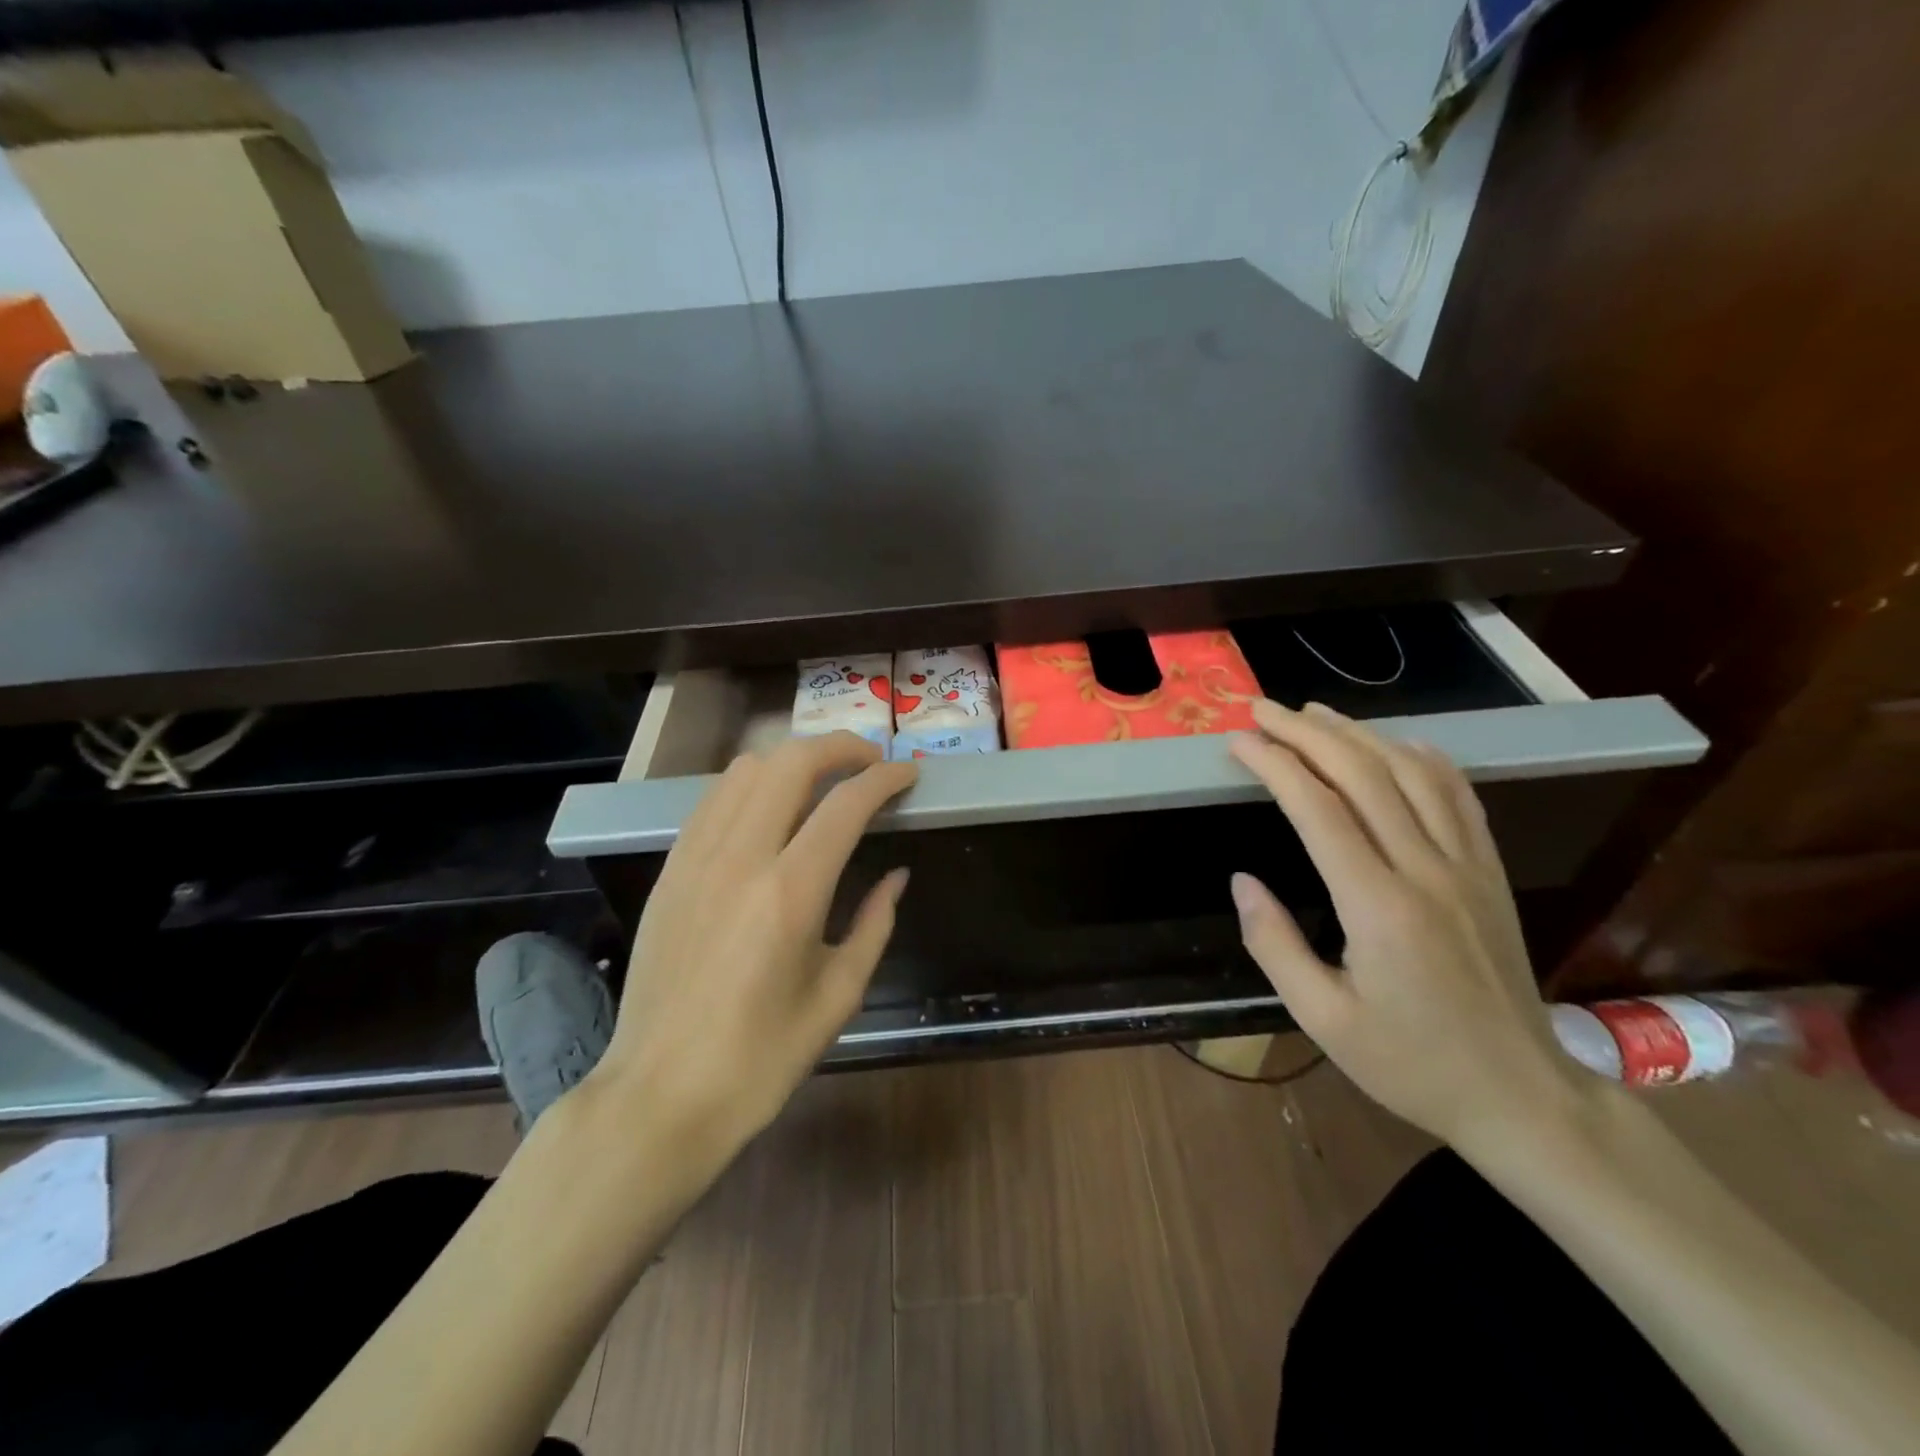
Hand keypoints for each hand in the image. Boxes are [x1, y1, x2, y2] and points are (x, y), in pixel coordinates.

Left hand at [584, 732, 915, 1157]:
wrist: (659, 1095)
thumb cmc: (760, 1059)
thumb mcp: (837, 997)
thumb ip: (874, 925)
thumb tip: (896, 876)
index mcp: (790, 893)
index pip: (846, 803)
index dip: (885, 778)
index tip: (909, 773)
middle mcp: (740, 858)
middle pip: (791, 763)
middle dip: (840, 747)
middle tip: (870, 763)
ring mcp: (696, 859)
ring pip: (746, 770)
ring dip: (793, 761)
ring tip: (823, 780)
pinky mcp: (671, 870)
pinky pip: (714, 800)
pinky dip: (751, 786)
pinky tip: (770, 809)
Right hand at [1228, 700, 1587, 1150]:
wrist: (1522, 1096)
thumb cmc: (1410, 1063)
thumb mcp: (1322, 1019)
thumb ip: (1274, 944)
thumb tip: (1242, 881)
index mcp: (1380, 908)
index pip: (1318, 810)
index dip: (1274, 765)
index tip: (1238, 742)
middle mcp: (1427, 871)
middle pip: (1363, 775)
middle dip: (1306, 733)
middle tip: (1261, 710)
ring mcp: (1467, 866)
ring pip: (1411, 773)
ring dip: (1358, 734)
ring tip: (1313, 713)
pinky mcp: (1490, 872)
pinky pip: (1458, 795)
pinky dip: (1422, 757)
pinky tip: (1397, 743)